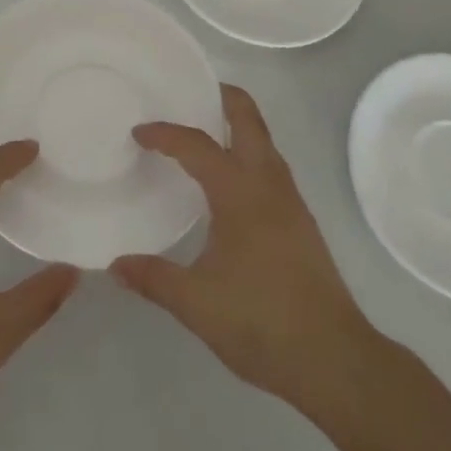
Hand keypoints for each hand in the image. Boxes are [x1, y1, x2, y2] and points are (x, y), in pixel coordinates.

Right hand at [111, 85, 393, 410]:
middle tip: (190, 91)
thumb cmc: (261, 322)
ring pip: (264, 142)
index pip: (197, 145)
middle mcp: (268, 183)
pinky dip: (247, 153)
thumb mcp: (196, 303)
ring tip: (203, 132)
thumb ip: (154, 278)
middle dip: (222, 96)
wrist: (334, 359)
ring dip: (237, 126)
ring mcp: (290, 201)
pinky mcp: (300, 221)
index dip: (165, 134)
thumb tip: (116, 264)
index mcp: (239, 192)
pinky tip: (229, 182)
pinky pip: (270, 166)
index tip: (138, 132)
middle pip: (248, 119)